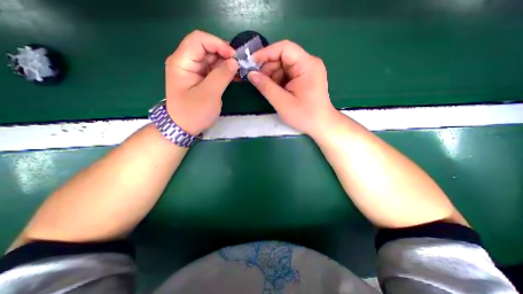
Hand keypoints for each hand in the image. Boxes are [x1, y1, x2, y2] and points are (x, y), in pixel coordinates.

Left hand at [165, 30, 237, 134]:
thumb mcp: (209, 95)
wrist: (184, 128)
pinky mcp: (200, 79)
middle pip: (206, 48)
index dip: (218, 44)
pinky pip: (213, 70)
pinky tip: (234, 76)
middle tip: (240, 65)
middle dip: (224, 54)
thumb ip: (222, 76)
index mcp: (182, 62)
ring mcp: (193, 71)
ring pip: (212, 59)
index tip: (234, 56)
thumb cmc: (194, 113)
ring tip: (239, 71)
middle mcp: (186, 62)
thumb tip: (234, 62)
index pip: (199, 40)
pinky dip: (224, 72)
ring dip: (226, 64)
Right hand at [248, 39, 336, 136]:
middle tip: (258, 81)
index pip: (284, 48)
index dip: (265, 53)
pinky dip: (279, 81)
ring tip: (268, 89)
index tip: (251, 63)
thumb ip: (266, 87)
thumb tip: (251, 74)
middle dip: (268, 68)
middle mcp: (309, 63)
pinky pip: (288, 74)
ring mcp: (308, 71)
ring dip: (273, 76)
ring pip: (284, 66)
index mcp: (307, 65)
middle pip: (283, 57)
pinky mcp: (305, 78)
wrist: (321, 125)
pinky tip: (276, 91)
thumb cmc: (304, 115)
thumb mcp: (282, 102)